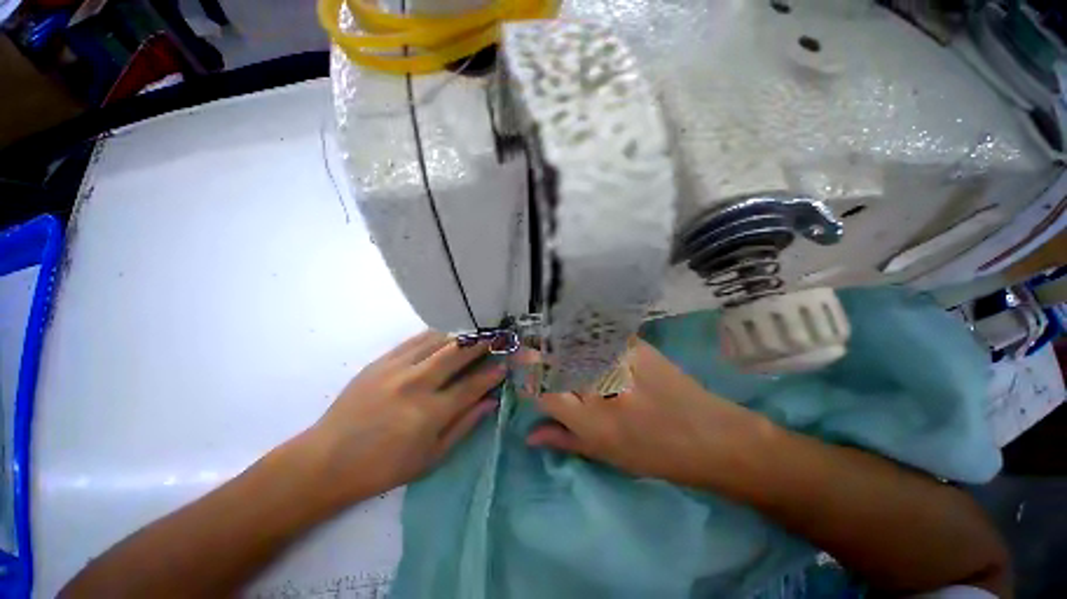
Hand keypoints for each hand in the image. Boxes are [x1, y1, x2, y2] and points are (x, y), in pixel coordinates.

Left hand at [304, 330, 503, 504]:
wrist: (326, 460)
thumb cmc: (383, 467)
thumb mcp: (431, 458)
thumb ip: (464, 425)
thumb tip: (490, 402)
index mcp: (430, 413)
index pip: (473, 385)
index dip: (493, 373)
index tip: (505, 365)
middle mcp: (417, 384)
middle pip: (458, 353)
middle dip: (482, 344)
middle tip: (496, 339)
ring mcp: (397, 369)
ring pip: (438, 340)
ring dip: (460, 338)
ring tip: (471, 340)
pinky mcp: (381, 361)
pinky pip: (416, 340)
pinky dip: (435, 337)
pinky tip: (443, 340)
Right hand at [527, 340, 770, 488]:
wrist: (710, 437)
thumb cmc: (657, 456)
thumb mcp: (607, 457)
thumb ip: (565, 441)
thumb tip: (529, 434)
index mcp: (590, 424)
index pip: (544, 391)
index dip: (528, 375)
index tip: (522, 365)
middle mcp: (601, 392)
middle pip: (556, 362)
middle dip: (539, 353)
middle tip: (534, 348)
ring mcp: (621, 365)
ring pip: (575, 343)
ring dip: (560, 340)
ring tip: (558, 341)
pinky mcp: (638, 347)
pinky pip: (603, 332)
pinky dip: (588, 330)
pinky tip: (585, 332)